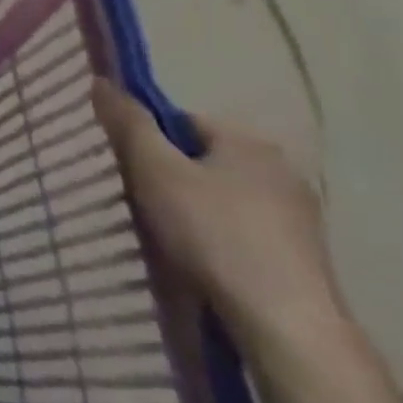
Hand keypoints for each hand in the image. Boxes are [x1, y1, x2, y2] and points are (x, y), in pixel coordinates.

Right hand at [91, 78, 344, 356]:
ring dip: (193, 209)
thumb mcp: (155, 171)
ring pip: (222, 196)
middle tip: (141, 204)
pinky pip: (242, 229)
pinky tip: (201, 261)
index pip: (182, 122)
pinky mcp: (301, 255)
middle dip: (170, 177)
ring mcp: (297, 215)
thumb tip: (102, 80)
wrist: (284, 322)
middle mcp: (281, 169)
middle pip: (202, 159)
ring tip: (168, 238)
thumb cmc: (213, 234)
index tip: (129, 171)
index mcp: (249, 141)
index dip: (148, 141)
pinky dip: (218, 238)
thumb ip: (128, 124)